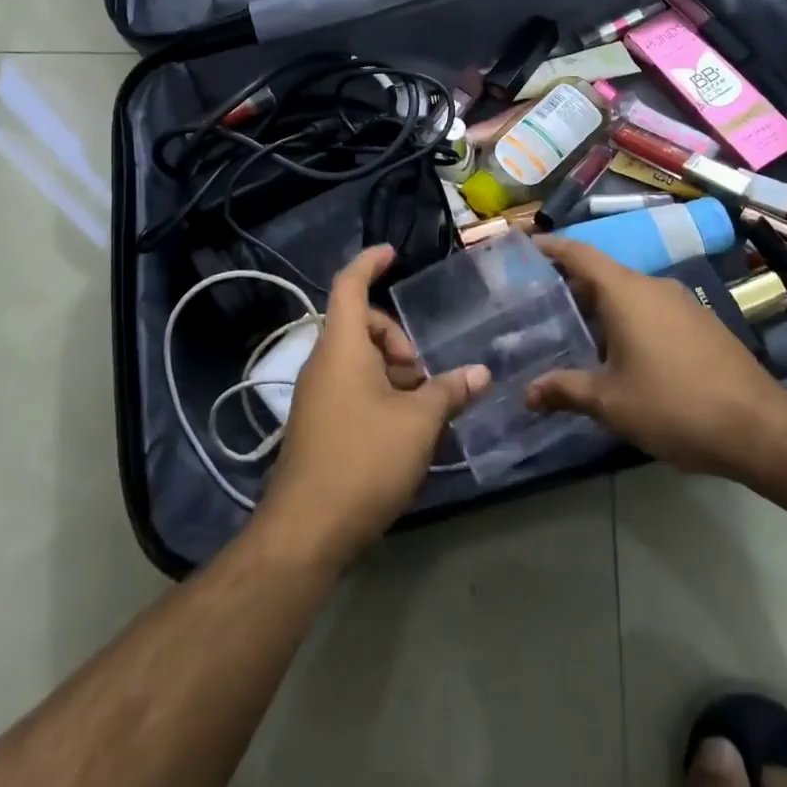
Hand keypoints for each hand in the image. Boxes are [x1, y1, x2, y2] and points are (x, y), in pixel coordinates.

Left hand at [255, 246, 489, 571]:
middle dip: (396, 338)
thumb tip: (480, 372)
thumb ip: (449, 392)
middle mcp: (323, 362)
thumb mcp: (418, 423)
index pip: (350, 284)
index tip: (393, 254)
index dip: (370, 263)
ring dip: (390, 371)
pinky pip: (349, 387)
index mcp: (341, 346)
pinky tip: (402, 430)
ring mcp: (316, 395)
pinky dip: (377, 392)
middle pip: (360, 325)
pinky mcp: (316, 424)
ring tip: (420, 407)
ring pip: (356, 360)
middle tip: (423, 374)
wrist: (305, 531)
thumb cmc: (364, 459)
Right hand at [525, 236, 786, 479]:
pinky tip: (621, 354)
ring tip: (574, 332)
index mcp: (625, 292)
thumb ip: (565, 391)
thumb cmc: (674, 405)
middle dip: (570, 286)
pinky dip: (628, 320)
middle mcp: (653, 286)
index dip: (551, 248)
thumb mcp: (610, 403)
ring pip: (629, 294)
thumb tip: (527, 394)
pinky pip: (652, 309)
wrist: (760, 429)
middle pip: (602, 274)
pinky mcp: (701, 323)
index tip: (525, 246)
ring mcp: (681, 302)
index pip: (580, 254)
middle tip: (539, 304)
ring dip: (601, 308)